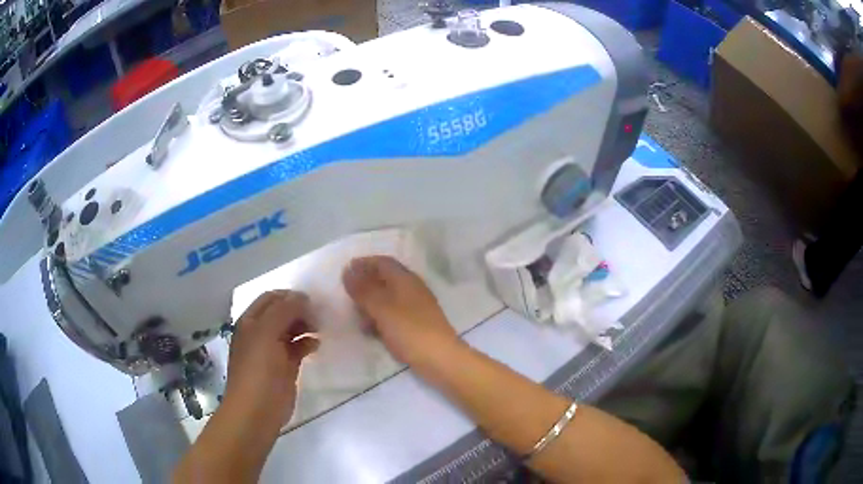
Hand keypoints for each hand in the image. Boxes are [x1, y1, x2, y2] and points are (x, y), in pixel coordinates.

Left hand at [223, 290, 318, 427]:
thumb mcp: (266, 334)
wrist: (257, 410)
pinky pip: (298, 348)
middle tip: (321, 314)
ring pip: (291, 329)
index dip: (290, 296)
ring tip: (322, 327)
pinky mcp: (285, 367)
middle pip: (283, 312)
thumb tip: (303, 297)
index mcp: (251, 321)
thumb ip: (283, 311)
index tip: (312, 300)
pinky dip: (308, 343)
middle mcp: (261, 332)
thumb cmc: (258, 370)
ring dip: (306, 325)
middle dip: (301, 310)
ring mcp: (273, 350)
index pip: (272, 298)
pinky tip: (318, 344)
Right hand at [342, 256, 460, 365]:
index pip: (382, 262)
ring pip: (387, 299)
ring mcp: (415, 308)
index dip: (364, 263)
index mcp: (405, 279)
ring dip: (370, 305)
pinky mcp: (415, 325)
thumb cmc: (409, 329)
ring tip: (356, 316)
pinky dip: (379, 319)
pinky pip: (393, 316)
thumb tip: (347, 270)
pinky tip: (370, 331)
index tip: (345, 272)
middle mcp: (411, 289)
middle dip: (365, 286)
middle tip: (347, 296)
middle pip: (385, 280)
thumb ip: (363, 290)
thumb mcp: (381, 308)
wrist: (440, 359)